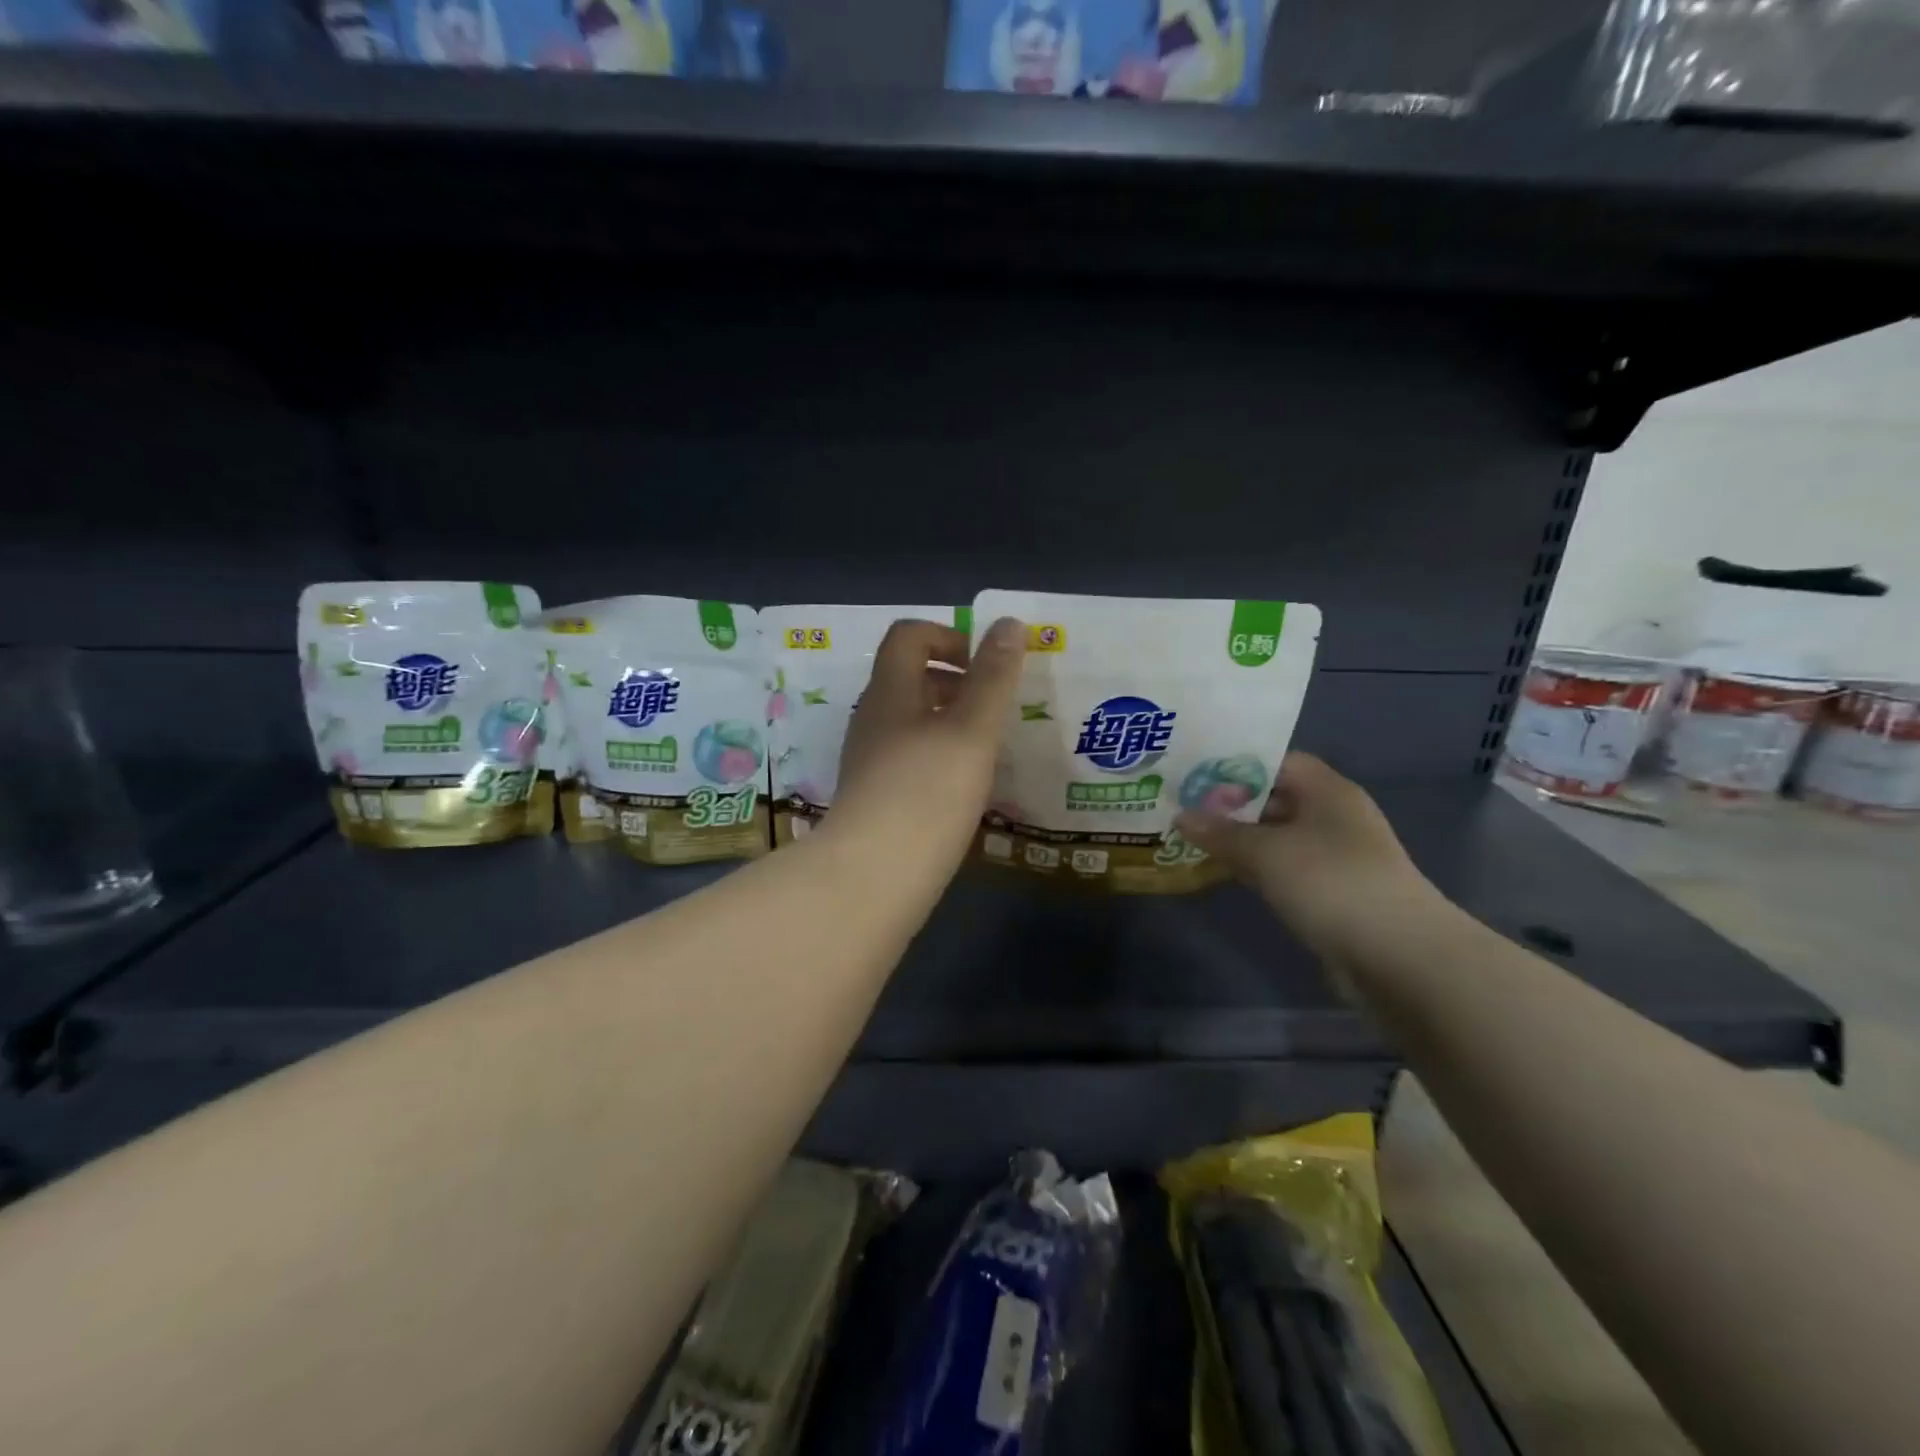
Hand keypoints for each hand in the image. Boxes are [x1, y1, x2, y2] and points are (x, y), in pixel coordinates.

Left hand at [825, 616, 1025, 874]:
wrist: (873, 877)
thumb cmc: (927, 792)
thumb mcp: (971, 730)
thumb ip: (993, 677)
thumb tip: (1009, 623)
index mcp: (890, 692)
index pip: (909, 636)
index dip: (949, 637)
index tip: (985, 665)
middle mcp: (873, 719)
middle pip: (910, 678)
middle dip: (957, 682)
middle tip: (997, 708)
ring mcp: (870, 760)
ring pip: (912, 722)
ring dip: (951, 722)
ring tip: (990, 748)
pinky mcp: (876, 797)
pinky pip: (911, 758)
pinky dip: (940, 757)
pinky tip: (967, 788)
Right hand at [1175, 753, 1447, 964]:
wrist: (1398, 957)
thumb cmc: (1330, 883)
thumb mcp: (1266, 852)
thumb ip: (1221, 832)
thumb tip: (1181, 816)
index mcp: (1327, 791)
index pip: (1276, 761)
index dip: (1234, 764)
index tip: (1193, 773)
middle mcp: (1333, 816)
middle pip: (1274, 797)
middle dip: (1230, 803)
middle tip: (1181, 805)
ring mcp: (1335, 856)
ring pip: (1277, 836)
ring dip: (1240, 838)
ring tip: (1191, 837)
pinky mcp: (1331, 892)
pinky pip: (1284, 868)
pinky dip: (1256, 867)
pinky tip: (1224, 872)